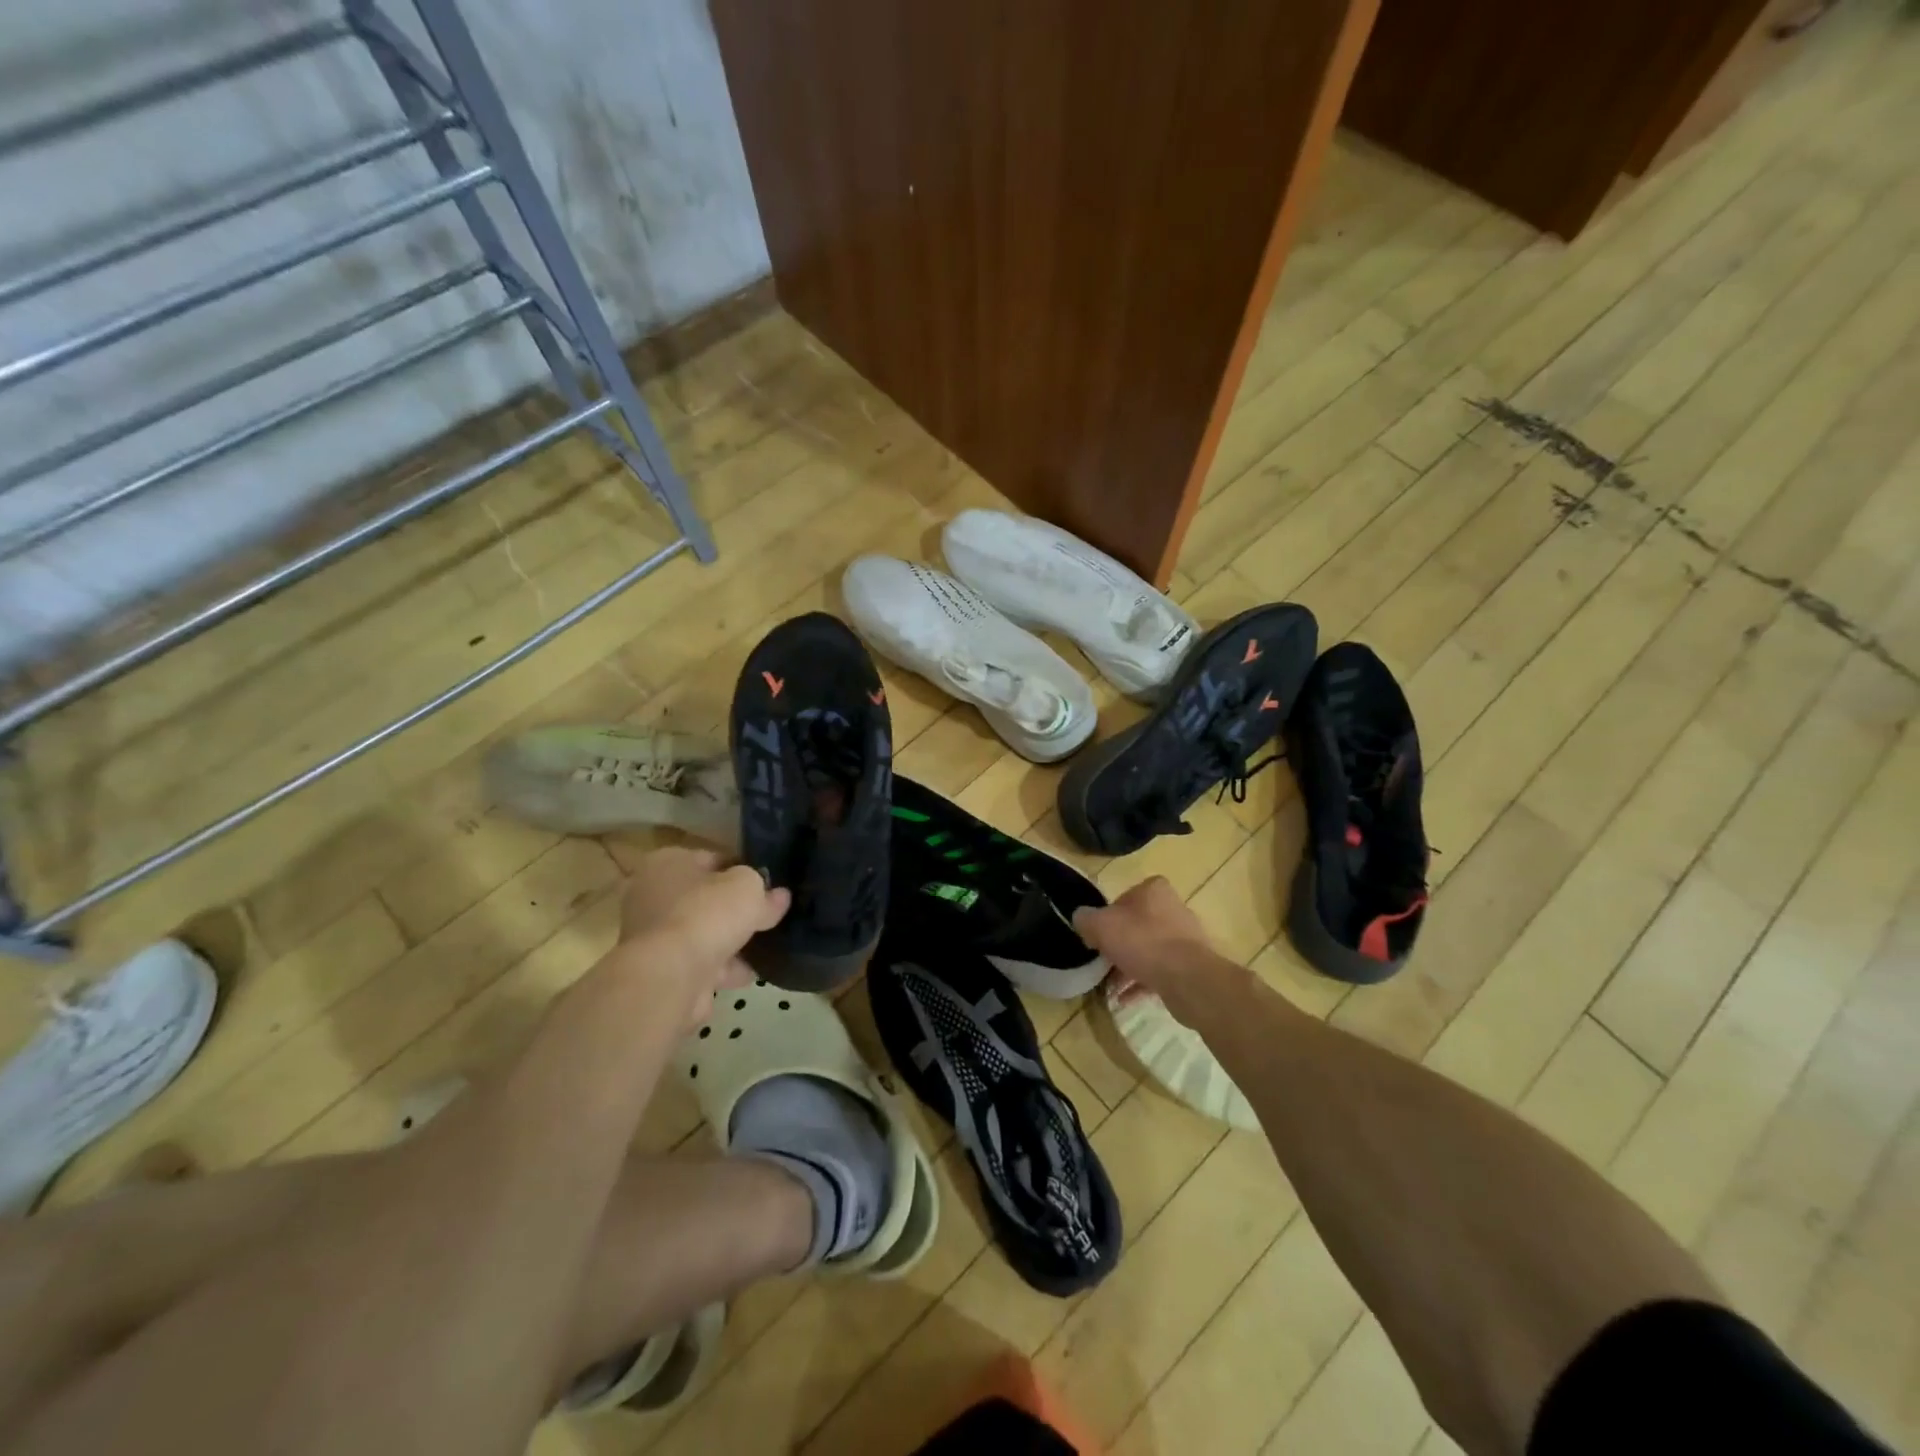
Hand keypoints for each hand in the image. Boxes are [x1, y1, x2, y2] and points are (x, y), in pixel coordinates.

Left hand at [615, 847, 789, 1031]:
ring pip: (703, 933)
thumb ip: (764, 889)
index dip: (741, 869)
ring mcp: (654, 937)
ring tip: (767, 948)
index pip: (711, 859)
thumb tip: (780, 896)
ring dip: (731, 942)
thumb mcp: (748, 888)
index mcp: (667, 863)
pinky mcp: (661, 970)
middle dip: (735, 909)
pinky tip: (751, 973)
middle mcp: (653, 896)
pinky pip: (700, 963)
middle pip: (705, 899)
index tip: (767, 884)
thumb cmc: (706, 913)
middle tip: (768, 915)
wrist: (670, 976)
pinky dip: (723, 968)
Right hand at [1073, 876, 1227, 1026]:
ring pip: (1149, 950)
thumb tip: (1081, 919)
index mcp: (1154, 890)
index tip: (1097, 936)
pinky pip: (1160, 971)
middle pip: (1137, 925)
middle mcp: (1173, 908)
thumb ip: (1085, 919)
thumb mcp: (1100, 926)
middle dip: (1119, 944)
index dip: (1107, 916)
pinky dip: (1142, 983)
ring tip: (1110, 986)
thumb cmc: (1142, 942)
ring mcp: (1185, 938)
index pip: (1123, 897)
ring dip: (1129, 967)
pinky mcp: (1191, 965)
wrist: (1188, 979)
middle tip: (1101, 961)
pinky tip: (1125, 999)